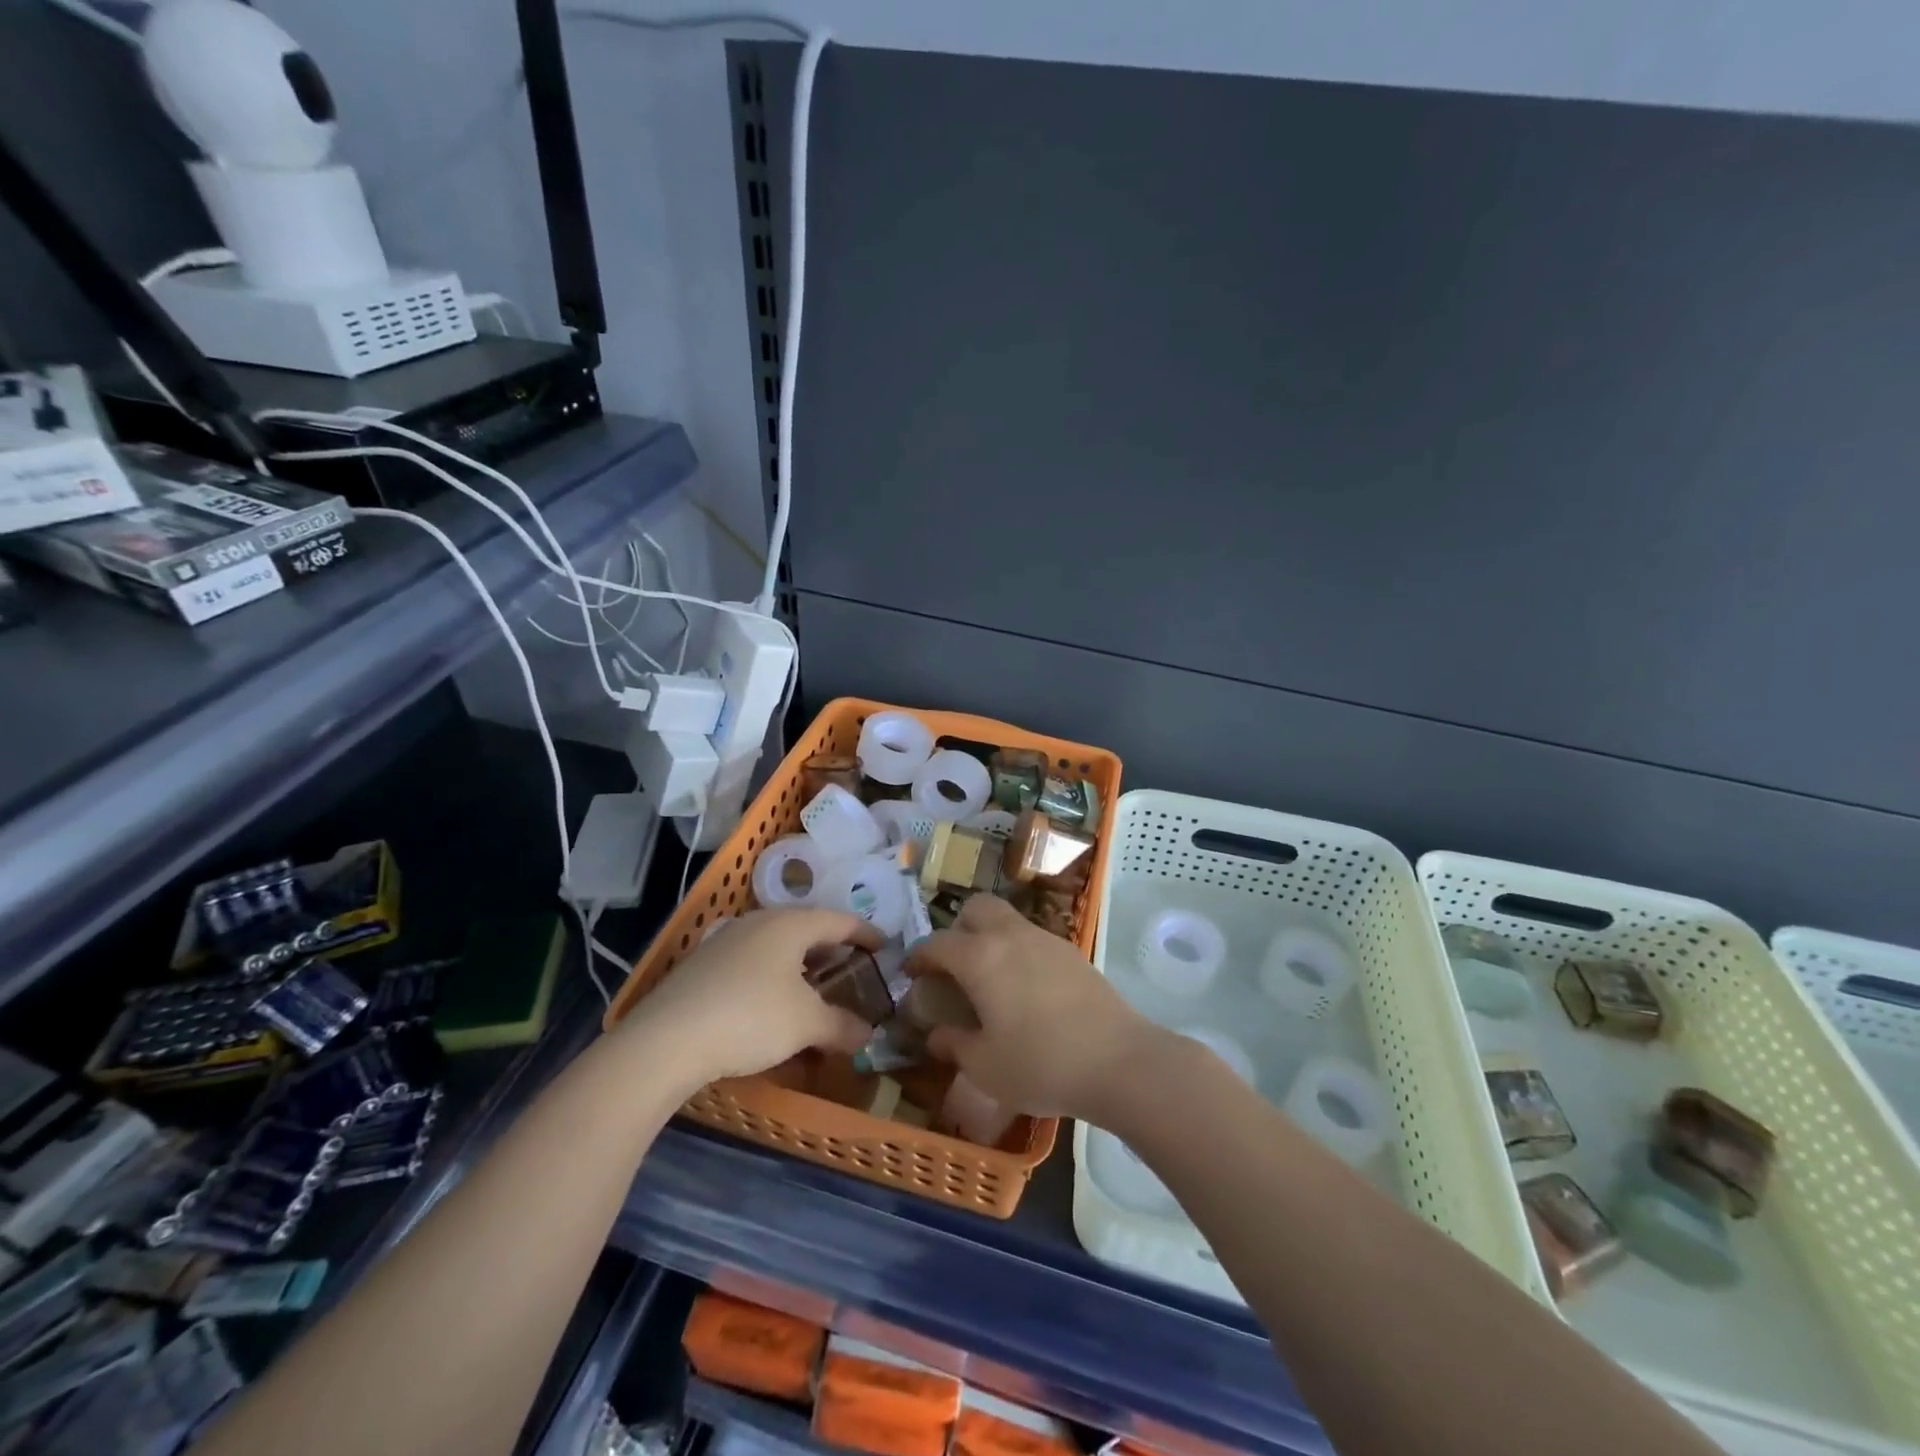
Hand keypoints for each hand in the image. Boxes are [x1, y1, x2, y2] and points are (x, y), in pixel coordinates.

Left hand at [620, 909, 879, 1087]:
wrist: (666, 1039)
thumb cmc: (751, 1017)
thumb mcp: (807, 1024)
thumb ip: (842, 1025)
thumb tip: (868, 1034)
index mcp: (790, 923)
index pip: (840, 920)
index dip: (866, 933)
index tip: (884, 946)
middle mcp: (759, 922)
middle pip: (807, 928)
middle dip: (832, 949)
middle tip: (852, 969)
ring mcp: (726, 940)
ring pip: (777, 945)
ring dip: (801, 964)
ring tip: (815, 988)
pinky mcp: (702, 965)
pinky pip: (752, 961)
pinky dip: (773, 976)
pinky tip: (771, 1003)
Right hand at [905, 896, 1155, 1121]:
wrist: (1117, 1061)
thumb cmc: (1041, 1064)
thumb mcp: (985, 1066)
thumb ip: (954, 1044)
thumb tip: (936, 1034)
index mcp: (980, 958)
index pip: (937, 943)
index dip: (919, 956)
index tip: (912, 973)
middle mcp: (1010, 936)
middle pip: (976, 908)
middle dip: (958, 928)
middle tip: (954, 964)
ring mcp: (1045, 939)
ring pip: (1007, 919)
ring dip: (990, 937)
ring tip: (990, 979)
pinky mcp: (1072, 952)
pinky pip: (1033, 938)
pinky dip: (1018, 951)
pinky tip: (1025, 989)